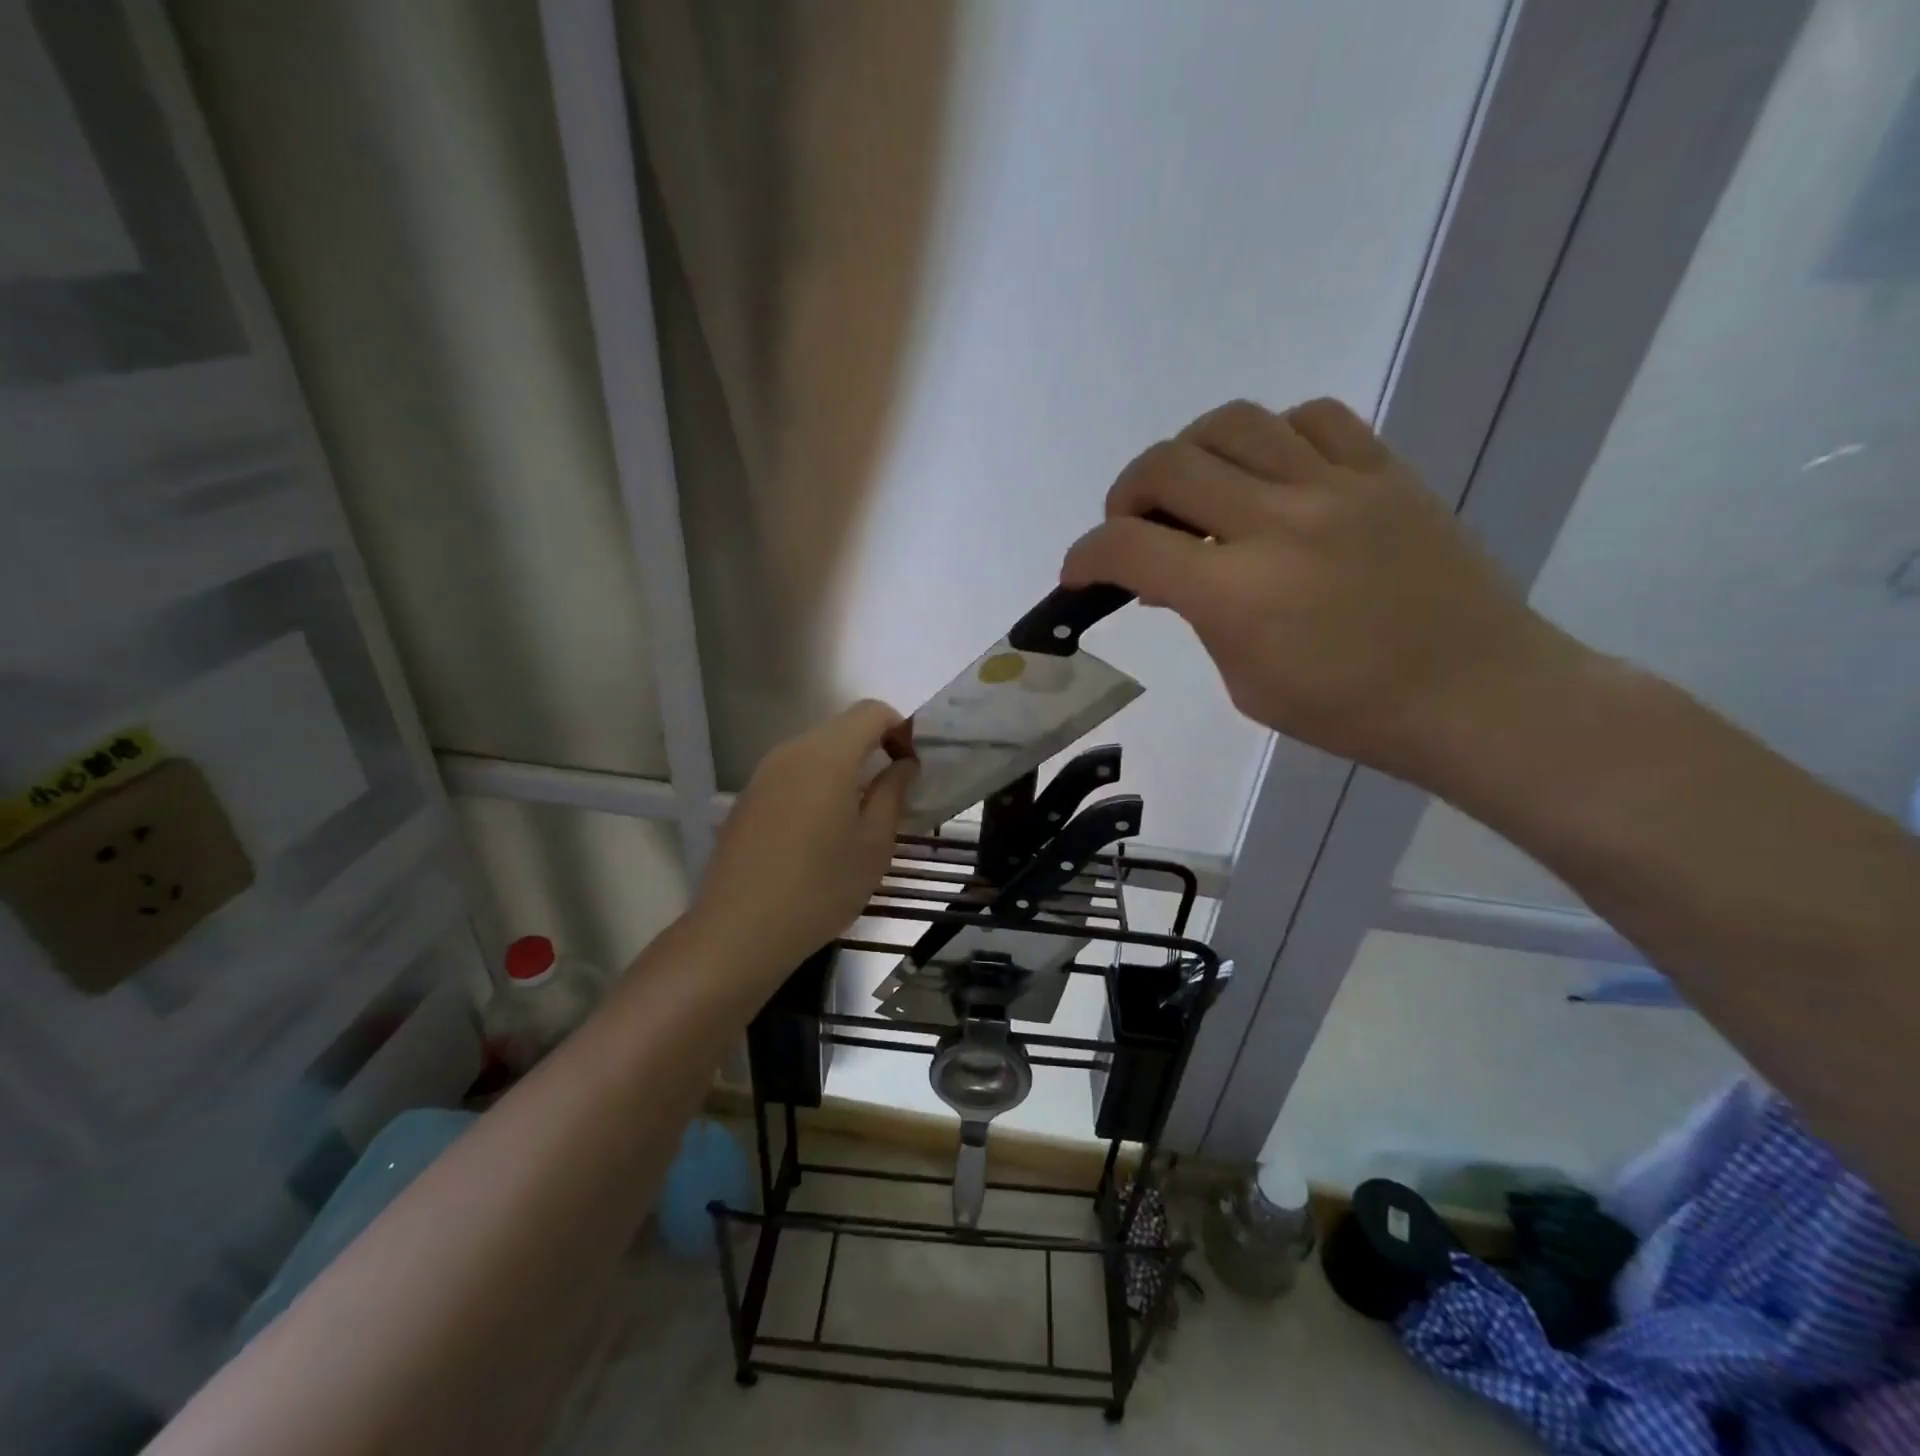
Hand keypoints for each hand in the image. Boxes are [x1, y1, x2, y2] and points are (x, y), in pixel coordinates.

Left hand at [692, 699, 917, 982]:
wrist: (739, 931)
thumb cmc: (820, 887)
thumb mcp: (874, 844)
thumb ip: (893, 792)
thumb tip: (904, 763)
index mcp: (827, 755)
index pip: (872, 712)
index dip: (901, 729)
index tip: (912, 768)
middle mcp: (791, 752)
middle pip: (842, 728)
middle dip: (875, 748)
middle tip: (894, 793)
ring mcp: (764, 774)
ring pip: (817, 752)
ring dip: (847, 769)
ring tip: (860, 816)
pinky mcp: (748, 799)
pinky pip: (793, 775)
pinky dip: (819, 786)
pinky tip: (821, 833)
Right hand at [1062, 398, 1582, 783]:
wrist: (1475, 692)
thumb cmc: (1349, 710)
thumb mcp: (1246, 682)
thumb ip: (1199, 618)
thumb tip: (1164, 578)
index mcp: (1237, 593)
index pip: (1128, 548)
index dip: (1084, 556)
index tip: (1078, 572)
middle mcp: (1277, 522)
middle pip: (1167, 465)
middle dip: (1125, 495)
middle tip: (1131, 527)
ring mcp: (1335, 486)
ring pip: (1231, 423)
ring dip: (1189, 454)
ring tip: (1194, 489)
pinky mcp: (1383, 470)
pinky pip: (1310, 417)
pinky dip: (1270, 437)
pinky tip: (1269, 472)